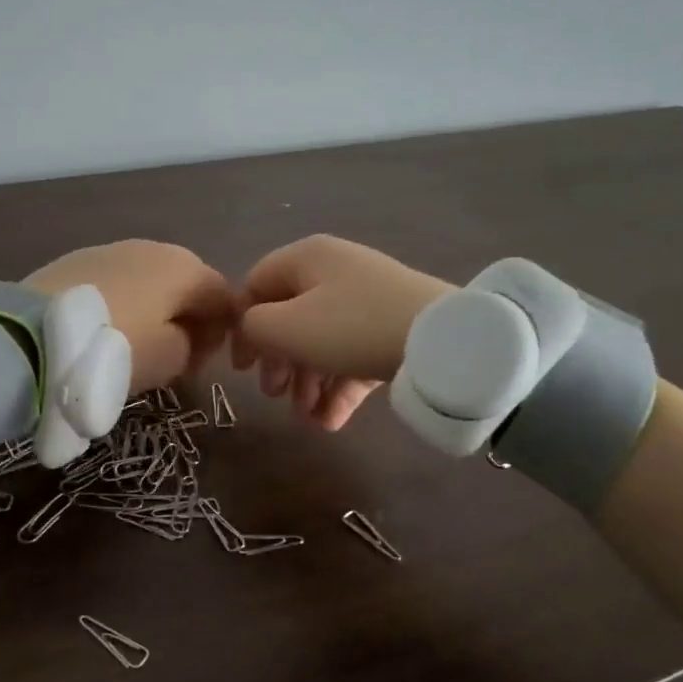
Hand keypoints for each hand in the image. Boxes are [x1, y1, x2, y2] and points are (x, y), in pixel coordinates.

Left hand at [25, 241, 233, 394]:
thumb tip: (187, 335)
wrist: (34, 334)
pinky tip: (104, 328)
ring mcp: (112, 249)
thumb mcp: (170, 360)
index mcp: (185, 268)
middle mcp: (154, 247)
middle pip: (186, 284)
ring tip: (134, 345)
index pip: (223, 296)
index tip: (201, 363)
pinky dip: (122, 303)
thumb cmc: (115, 348)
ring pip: (149, 281)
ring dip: (153, 310)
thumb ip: (193, 346)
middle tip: (172, 357)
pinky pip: (117, 282)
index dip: (221, 332)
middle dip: (187, 319)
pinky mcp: (77, 259)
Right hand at [233, 235, 453, 429]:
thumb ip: (254, 327)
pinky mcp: (391, 329)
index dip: (242, 327)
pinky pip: (353, 356)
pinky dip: (339, 387)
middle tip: (273, 395)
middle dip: (279, 363)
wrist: (441, 341)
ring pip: (322, 343)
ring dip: (307, 383)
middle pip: (290, 318)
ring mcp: (367, 301)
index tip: (242, 368)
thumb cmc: (351, 326)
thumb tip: (253, 331)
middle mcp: (334, 272)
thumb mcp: (288, 327)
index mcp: (306, 259)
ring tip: (308, 418)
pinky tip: (331, 422)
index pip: (256, 286)